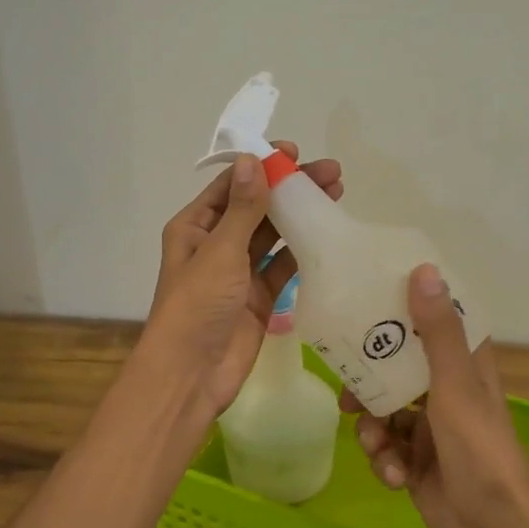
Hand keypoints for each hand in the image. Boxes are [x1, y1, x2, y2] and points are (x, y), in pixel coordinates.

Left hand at [142, 141, 342, 419]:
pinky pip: (282, 267)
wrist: (192, 374)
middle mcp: (216, 244)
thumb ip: (243, 209)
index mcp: (195, 227)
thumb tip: (253, 160)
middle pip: (256, 207)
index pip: (232, 186)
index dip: (262, 166)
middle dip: (290, 189)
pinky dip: (302, 252)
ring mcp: (238, 272)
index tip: (295, 153)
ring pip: (272, 235)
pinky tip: (328, 234)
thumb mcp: (220, 251)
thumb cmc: (198, 306)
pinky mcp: (258, 297)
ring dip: (299, 216)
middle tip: (331, 173)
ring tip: (336, 195)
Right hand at [344, 263, 528, 527]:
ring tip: (376, 445)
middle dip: (368, 381)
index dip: (403, 309)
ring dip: (373, 429)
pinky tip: (394, 477)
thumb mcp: (456, 388)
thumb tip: (423, 269)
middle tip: (346, 388)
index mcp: (464, 367)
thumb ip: (436, 333)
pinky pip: (384, 449)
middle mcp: (445, 392)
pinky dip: (384, 461)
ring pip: (382, 411)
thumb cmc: (481, 453)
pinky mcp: (414, 463)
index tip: (367, 299)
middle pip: (395, 368)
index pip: (433, 323)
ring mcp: (428, 430)